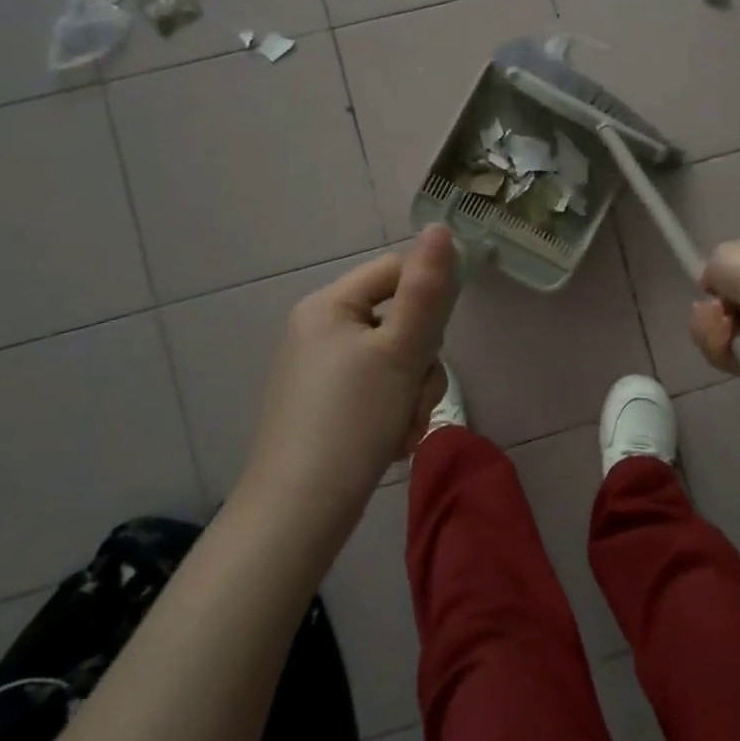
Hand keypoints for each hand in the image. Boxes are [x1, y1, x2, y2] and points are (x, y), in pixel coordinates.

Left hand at [240, 225, 458, 529]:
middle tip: (415, 399)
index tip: (435, 344)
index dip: (428, 300)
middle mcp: (320, 329)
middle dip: (420, 364)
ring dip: (412, 395)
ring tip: (402, 431)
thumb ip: (427, 290)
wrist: (298, 512)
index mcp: (329, 305)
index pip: (396, 271)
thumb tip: (440, 228)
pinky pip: (376, 390)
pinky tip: (390, 444)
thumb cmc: (352, 420)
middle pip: (400, 320)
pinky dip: (392, 413)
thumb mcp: (400, 351)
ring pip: (395, 360)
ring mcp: (321, 369)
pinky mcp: (325, 405)